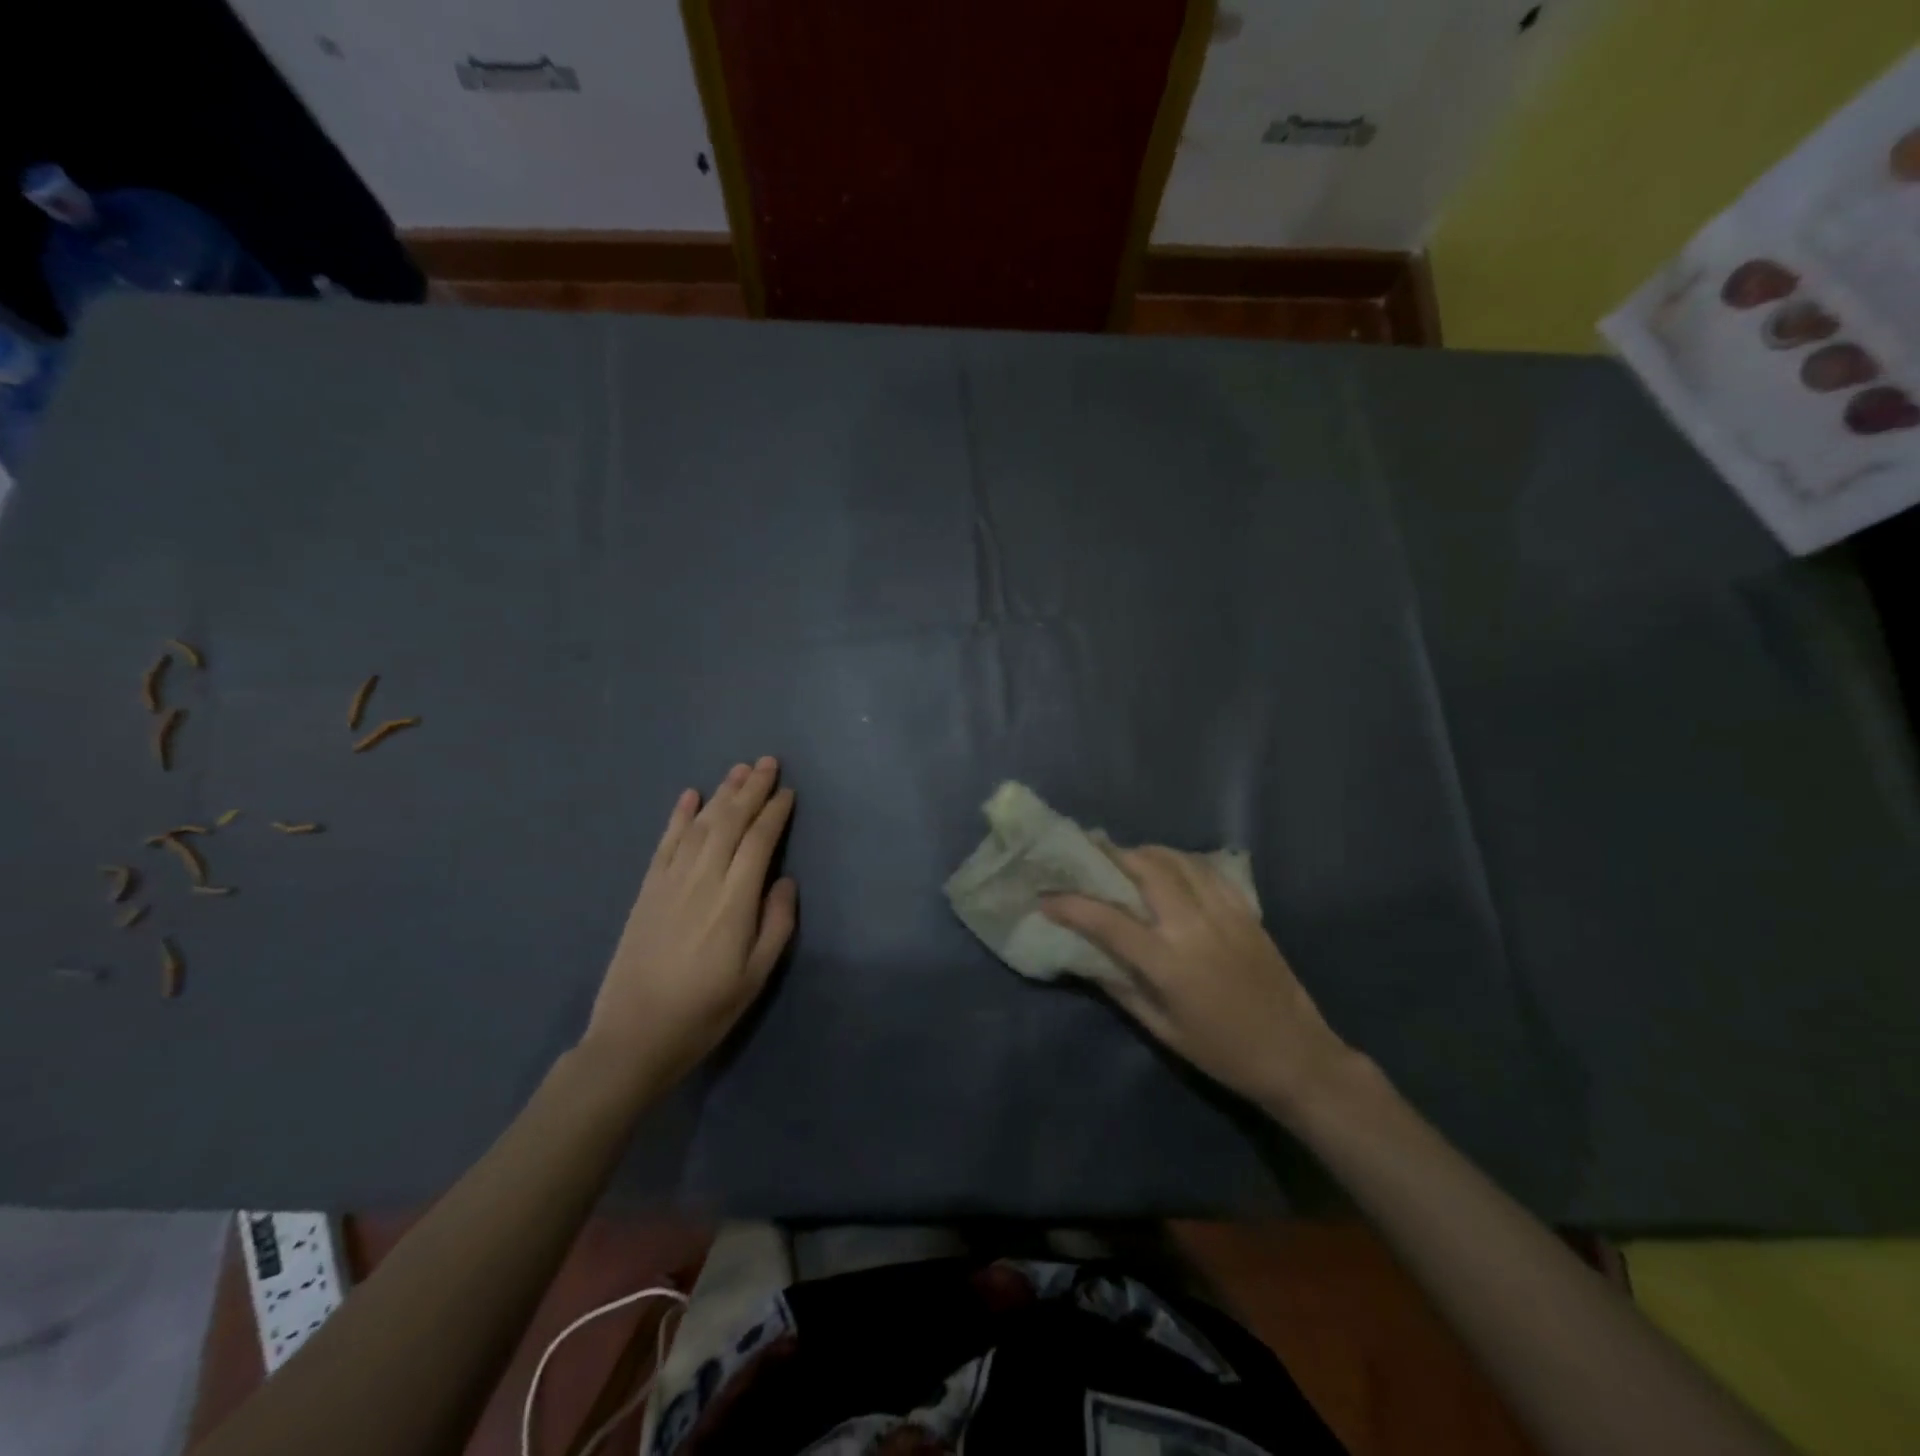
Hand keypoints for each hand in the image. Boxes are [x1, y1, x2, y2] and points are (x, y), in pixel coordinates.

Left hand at [581, 757, 796, 1092]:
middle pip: (729, 822)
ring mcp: (669, 882)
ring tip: (739, 770)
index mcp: (733, 901)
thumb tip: (784, 880)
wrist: (633, 1036)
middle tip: (768, 762)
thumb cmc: (705, 1011)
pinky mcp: (647, 890)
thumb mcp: (756, 977)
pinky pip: (665, 843)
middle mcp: (702, 880)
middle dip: (751, 790)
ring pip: (699, 825)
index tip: (788, 792)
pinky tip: (689, 796)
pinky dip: (679, 816)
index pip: (758, 842)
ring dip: (721, 794)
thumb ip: (776, 924)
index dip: (774, 813)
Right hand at [1043, 846, 1356, 1117]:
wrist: (1296, 1055)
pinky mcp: (1244, 910)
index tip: (1046, 898)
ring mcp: (1222, 912)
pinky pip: (1206, 869)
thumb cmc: (1222, 1052)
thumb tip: (1083, 958)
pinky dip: (1179, 860)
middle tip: (1086, 855)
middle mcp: (1193, 926)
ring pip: (1176, 860)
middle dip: (1109, 856)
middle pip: (1144, 869)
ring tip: (1124, 857)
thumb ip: (1121, 988)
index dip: (1071, 905)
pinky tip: (1169, 866)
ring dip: (1144, 852)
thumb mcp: (1162, 1030)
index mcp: (1168, 962)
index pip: (1107, 920)